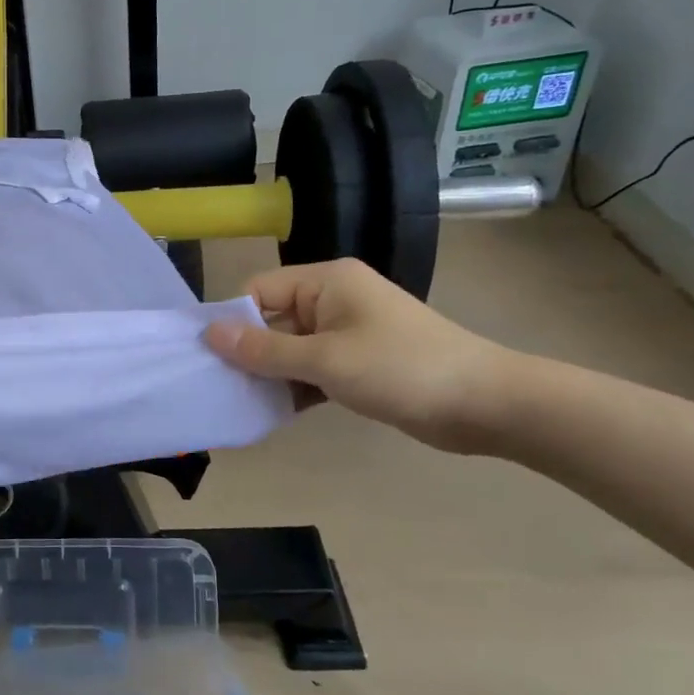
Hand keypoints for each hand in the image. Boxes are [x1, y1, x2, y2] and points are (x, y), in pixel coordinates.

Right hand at [204, 259, 514, 452]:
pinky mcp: (359, 363)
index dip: (233, 321)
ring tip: (242, 404)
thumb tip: (209, 333)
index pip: (260, 290)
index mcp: (327, 282)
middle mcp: (334, 300)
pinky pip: (313, 369)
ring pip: (291, 349)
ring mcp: (348, 332)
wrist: (485, 404)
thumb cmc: (401, 369)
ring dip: (271, 375)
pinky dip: (296, 387)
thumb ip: (264, 349)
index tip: (208, 357)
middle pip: (273, 320)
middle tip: (220, 387)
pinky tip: (274, 412)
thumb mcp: (326, 360)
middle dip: (249, 353)